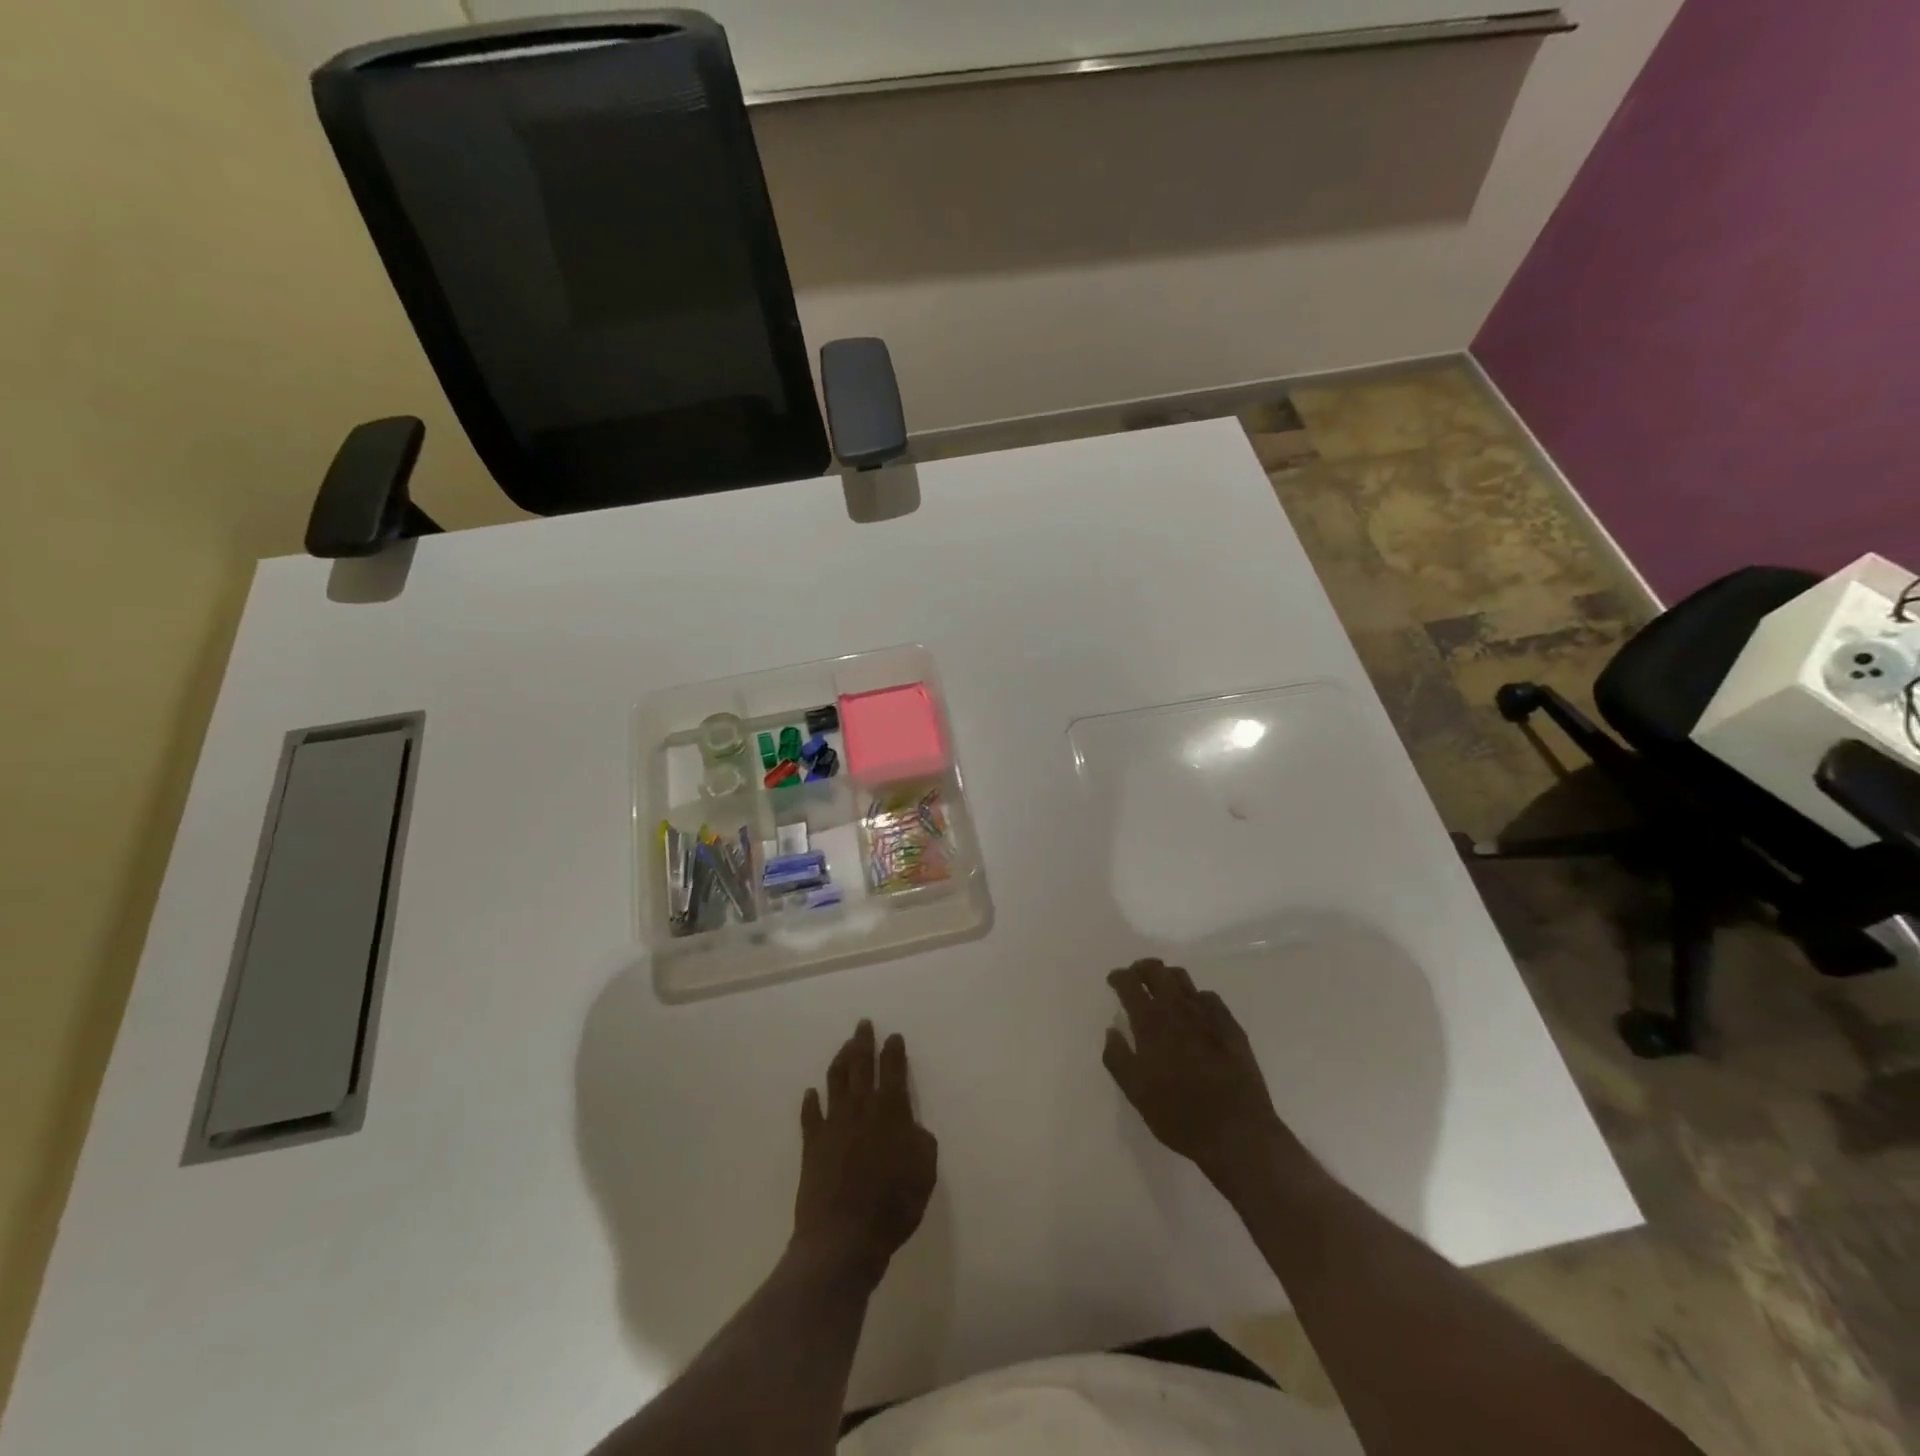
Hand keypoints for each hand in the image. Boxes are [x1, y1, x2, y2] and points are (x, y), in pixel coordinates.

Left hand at [792, 1020, 937, 1284]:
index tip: (893, 1036)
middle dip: (863, 1042)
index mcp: (891, 1110)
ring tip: (844, 1047)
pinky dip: (811, 1102)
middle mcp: (861, 1107)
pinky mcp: (812, 1144)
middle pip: (860, 1065)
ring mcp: (833, 1123)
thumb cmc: (892, 1205)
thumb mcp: (925, 1172)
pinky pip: (810, 1115)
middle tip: (863, 1024)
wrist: (843, 1237)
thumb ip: (921, 1141)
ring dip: (840, 1060)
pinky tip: (811, 1093)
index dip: (894, 1051)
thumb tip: (912, 1127)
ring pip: (835, 1081)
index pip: (893, 1070)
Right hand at [1102, 959, 1299, 1188]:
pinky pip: (1209, 997)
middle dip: (1142, 968)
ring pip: (1183, 979)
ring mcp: (1208, 1015)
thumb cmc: (1179, 1115)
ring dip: (1167, 978)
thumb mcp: (1136, 1093)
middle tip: (1135, 978)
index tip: (1114, 981)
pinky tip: (1194, 1012)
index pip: (1130, 983)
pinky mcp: (1231, 1026)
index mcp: (1151, 1022)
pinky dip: (1195, 997)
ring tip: (1162, 990)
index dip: (1119, 976)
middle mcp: (1178, 1009)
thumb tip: (1112, 1030)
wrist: (1238, 1132)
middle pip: (1157, 970)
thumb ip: (1117, 1057)